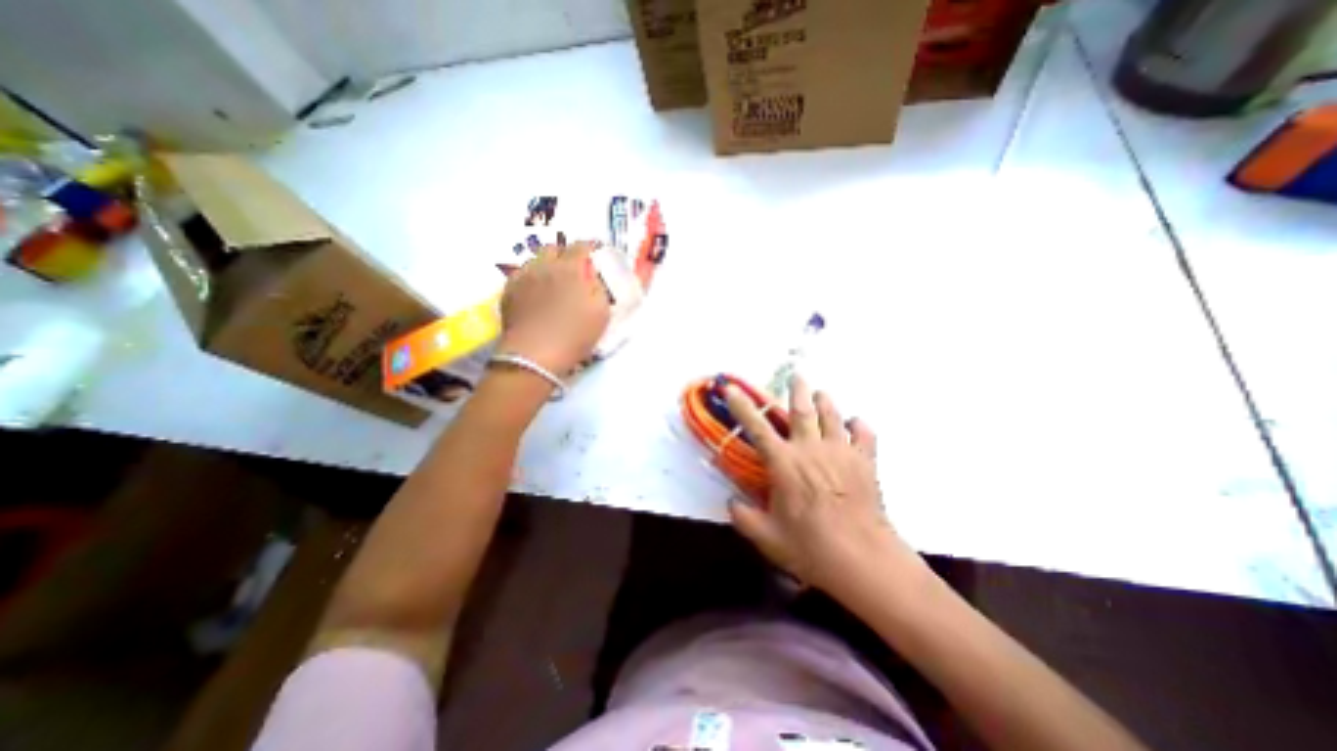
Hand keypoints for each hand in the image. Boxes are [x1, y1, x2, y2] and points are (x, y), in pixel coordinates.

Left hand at [494, 241, 608, 374]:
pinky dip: (530, 281)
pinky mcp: (507, 292)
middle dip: (564, 254)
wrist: (535, 355)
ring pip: (534, 262)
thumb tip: (591, 278)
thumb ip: (598, 288)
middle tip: (572, 270)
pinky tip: (534, 297)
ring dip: (545, 267)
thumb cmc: (574, 334)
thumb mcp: (601, 312)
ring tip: (551, 285)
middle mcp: (543, 265)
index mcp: (569, 268)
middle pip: (553, 248)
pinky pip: (521, 277)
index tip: (594, 255)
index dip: (589, 248)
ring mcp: (522, 277)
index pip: (580, 246)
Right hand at [727, 375, 925, 598]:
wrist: (864, 560)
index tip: (731, 387)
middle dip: (797, 390)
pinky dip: (859, 425)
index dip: (742, 406)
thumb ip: (743, 517)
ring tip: (821, 393)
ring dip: (825, 401)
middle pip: (803, 410)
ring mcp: (841, 453)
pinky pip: (864, 434)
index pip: (757, 427)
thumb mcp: (767, 537)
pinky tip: (855, 423)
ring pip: (833, 416)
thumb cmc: (811, 547)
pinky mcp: (865, 462)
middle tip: (796, 376)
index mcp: (784, 463)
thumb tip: (731, 502)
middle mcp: (811, 449)